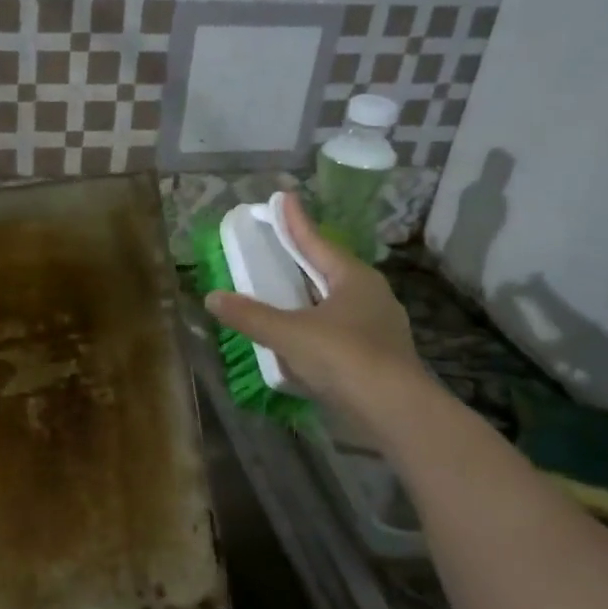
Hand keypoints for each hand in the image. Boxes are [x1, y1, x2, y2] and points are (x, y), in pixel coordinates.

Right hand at [204, 192, 434, 431]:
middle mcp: (371, 295)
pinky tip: (302, 341)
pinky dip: (317, 328)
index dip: (295, 221)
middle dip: (305, 258)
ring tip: (287, 291)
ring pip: (336, 303)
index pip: (316, 242)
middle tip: (281, 243)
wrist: (394, 411)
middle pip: (329, 269)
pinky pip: (340, 331)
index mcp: (353, 278)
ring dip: (310, 297)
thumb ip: (250, 316)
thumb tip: (212, 297)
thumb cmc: (343, 357)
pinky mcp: (378, 356)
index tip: (282, 197)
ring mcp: (378, 326)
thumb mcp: (289, 334)